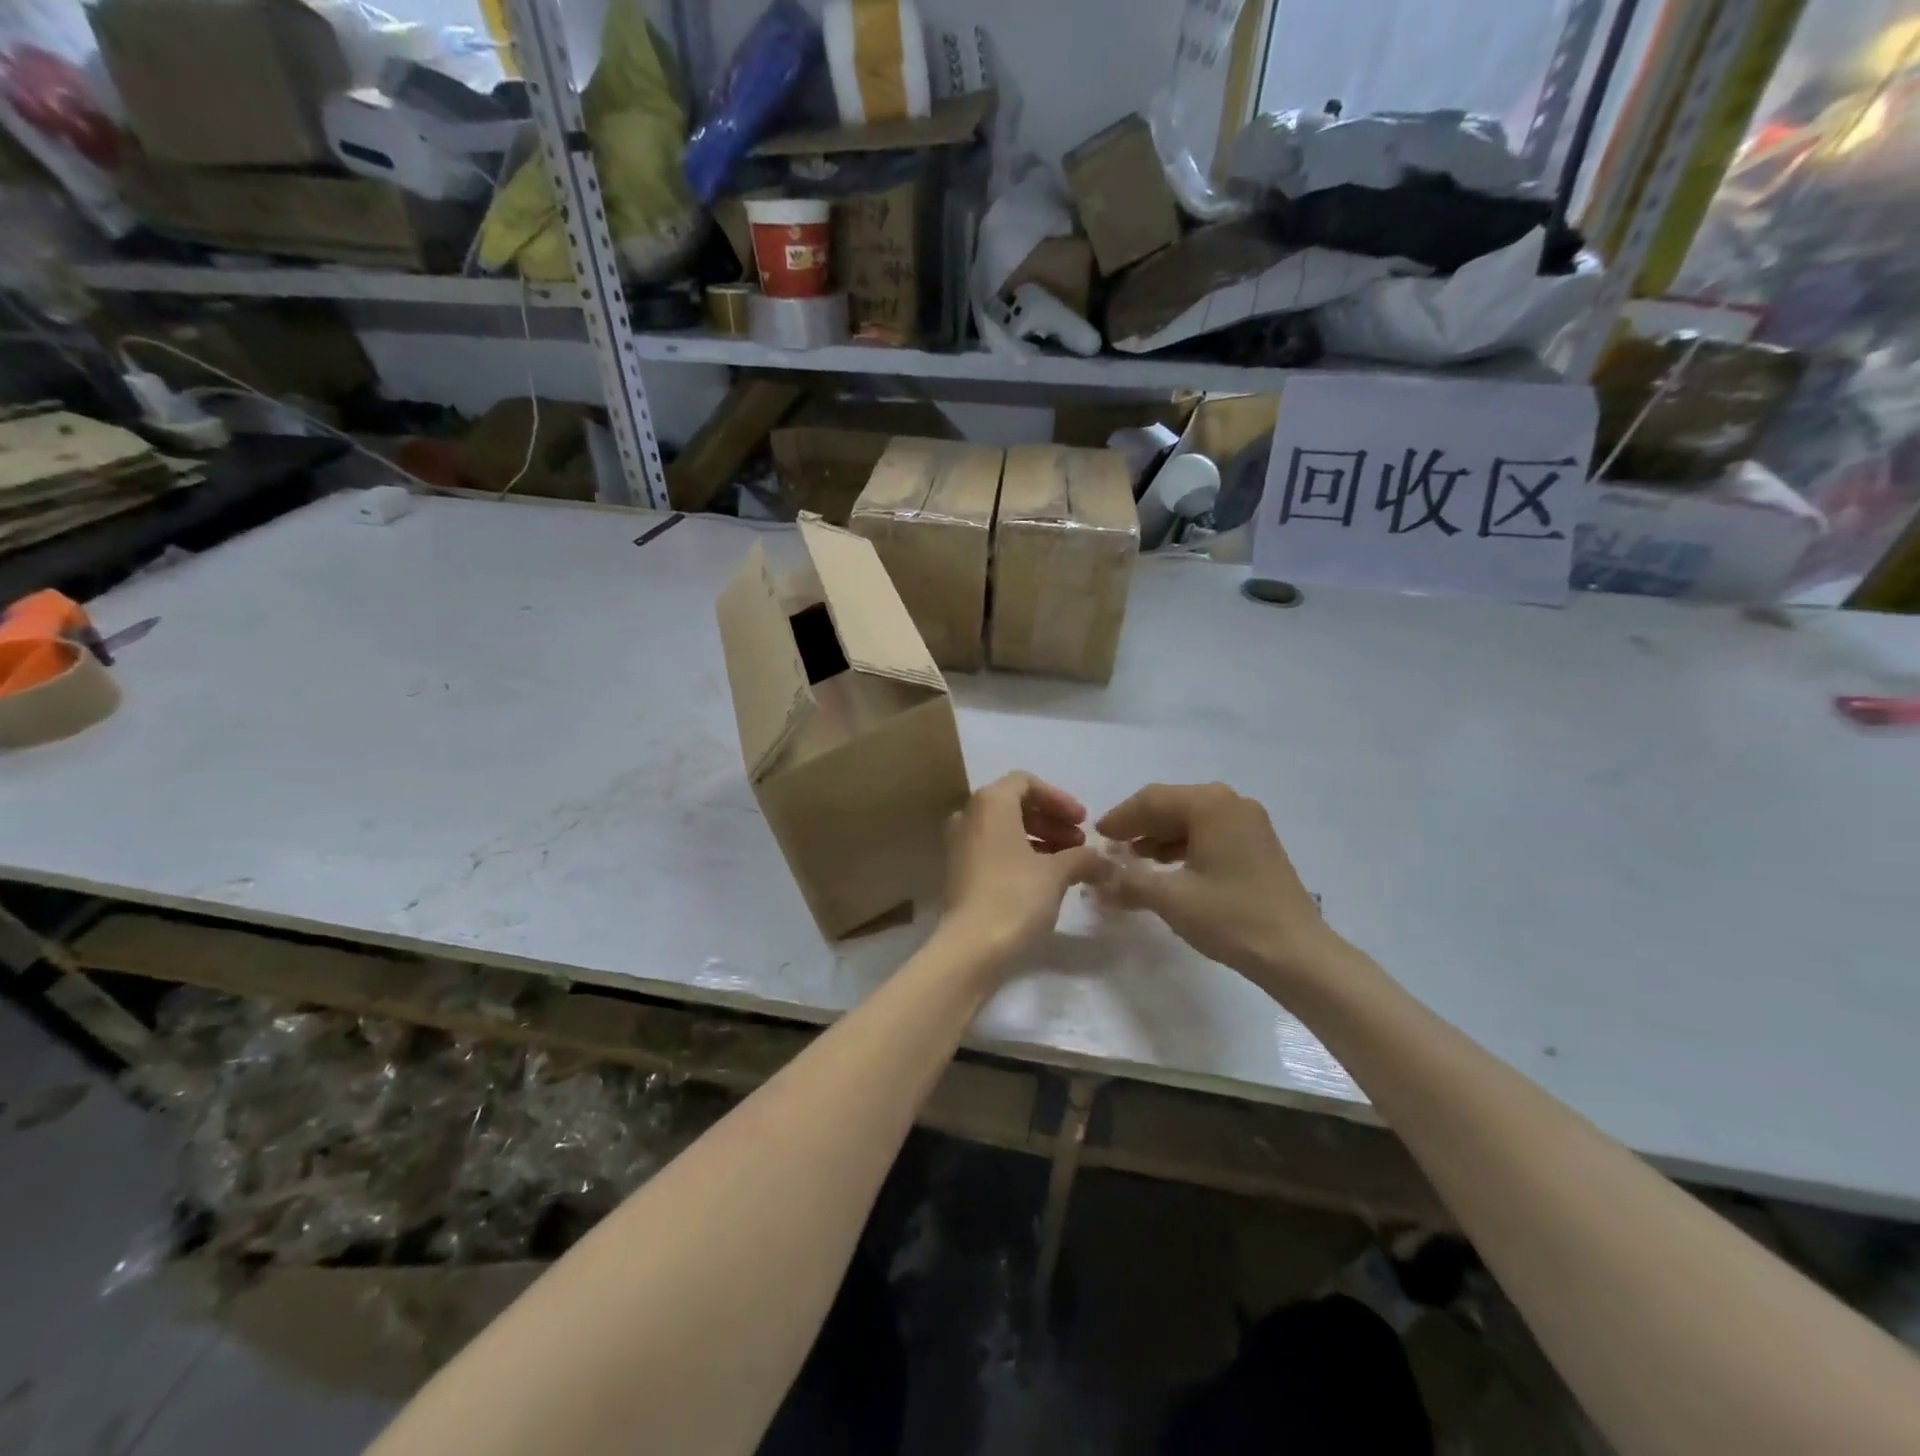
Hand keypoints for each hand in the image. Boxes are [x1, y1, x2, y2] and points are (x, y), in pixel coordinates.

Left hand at [941, 772, 1104, 967]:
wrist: (970, 947)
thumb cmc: (1015, 896)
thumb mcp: (1057, 873)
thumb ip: (1083, 858)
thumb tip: (1105, 862)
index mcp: (990, 802)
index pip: (1026, 782)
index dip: (1058, 799)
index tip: (1083, 822)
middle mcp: (968, 815)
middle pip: (1015, 804)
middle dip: (1051, 821)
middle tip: (1079, 844)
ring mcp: (959, 844)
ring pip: (1004, 829)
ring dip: (1039, 839)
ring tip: (1068, 863)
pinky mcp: (958, 871)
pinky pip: (993, 849)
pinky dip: (1019, 854)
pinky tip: (1044, 879)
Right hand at [1096, 782, 1339, 992]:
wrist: (1297, 954)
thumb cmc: (1230, 917)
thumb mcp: (1170, 898)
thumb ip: (1128, 881)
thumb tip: (1097, 878)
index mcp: (1210, 805)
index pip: (1151, 800)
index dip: (1120, 817)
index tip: (1097, 836)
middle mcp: (1231, 803)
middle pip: (1172, 804)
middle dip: (1139, 825)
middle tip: (1112, 848)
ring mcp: (1249, 822)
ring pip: (1191, 819)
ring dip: (1160, 836)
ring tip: (1135, 860)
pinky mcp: (1257, 844)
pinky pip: (1209, 833)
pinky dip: (1183, 845)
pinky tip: (1168, 868)